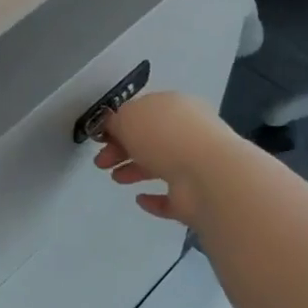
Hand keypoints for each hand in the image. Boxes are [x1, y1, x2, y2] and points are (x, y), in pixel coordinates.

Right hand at [92, 91, 233, 225]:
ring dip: (135, 171)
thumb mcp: (128, 117)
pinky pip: (171, 197)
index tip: (100, 139)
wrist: (206, 175)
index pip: (144, 113)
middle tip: (101, 162)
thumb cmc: (164, 136)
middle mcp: (188, 132)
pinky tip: (140, 199)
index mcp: (174, 107)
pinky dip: (155, 199)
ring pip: (159, 166)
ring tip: (115, 179)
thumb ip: (115, 121)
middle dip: (122, 150)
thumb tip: (113, 127)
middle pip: (149, 140)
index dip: (119, 125)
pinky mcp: (196, 196)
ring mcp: (195, 165)